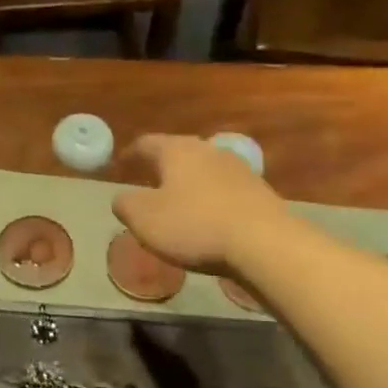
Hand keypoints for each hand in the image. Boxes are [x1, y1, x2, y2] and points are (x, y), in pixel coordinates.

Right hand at [112, 134, 287, 274]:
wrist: (266, 244)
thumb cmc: (195, 225)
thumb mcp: (144, 218)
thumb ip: (125, 204)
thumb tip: (123, 198)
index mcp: (177, 150)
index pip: (146, 143)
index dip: (130, 153)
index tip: (120, 164)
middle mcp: (208, 151)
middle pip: (178, 152)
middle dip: (162, 166)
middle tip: (148, 181)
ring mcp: (238, 170)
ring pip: (204, 171)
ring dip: (189, 184)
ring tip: (178, 202)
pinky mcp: (259, 192)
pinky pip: (224, 191)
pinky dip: (211, 200)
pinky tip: (208, 220)